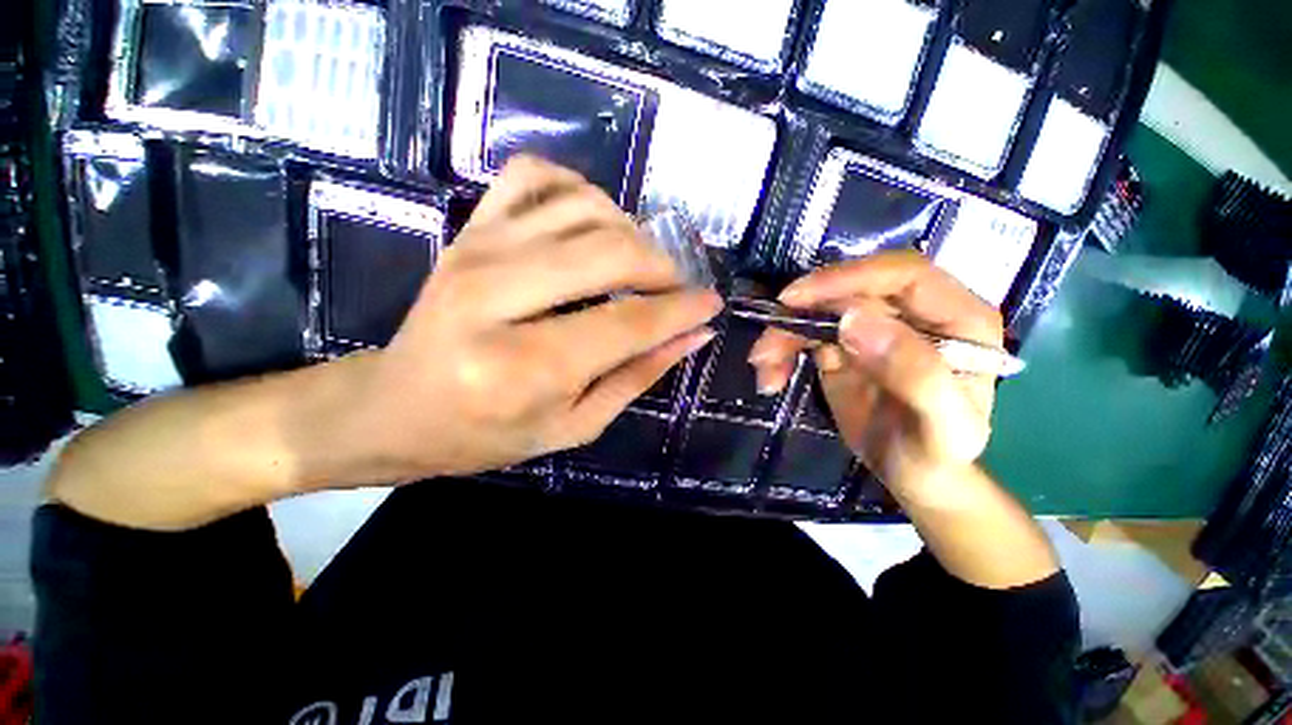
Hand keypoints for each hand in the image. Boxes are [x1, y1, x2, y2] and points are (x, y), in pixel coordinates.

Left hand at [351, 156, 721, 479]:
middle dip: (661, 266)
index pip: (628, 324)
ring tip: (636, 262)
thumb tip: (693, 335)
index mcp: (524, 367)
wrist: (397, 408)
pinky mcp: (467, 230)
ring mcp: (476, 252)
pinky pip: (532, 176)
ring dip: (628, 229)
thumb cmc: (486, 433)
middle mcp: (496, 298)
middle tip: (675, 286)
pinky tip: (590, 220)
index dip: (680, 310)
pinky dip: (576, 187)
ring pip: (581, 206)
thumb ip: (636, 376)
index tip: (711, 303)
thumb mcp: (574, 425)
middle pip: (609, 252)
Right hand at [747, 251, 1002, 495]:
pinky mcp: (844, 343)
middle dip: (800, 313)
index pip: (902, 274)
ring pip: (818, 309)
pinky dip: (781, 350)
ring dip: (782, 334)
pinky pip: (804, 332)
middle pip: (848, 289)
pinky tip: (770, 376)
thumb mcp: (942, 428)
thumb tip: (854, 320)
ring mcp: (875, 326)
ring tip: (762, 368)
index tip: (796, 299)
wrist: (912, 475)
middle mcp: (914, 312)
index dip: (847, 278)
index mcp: (956, 318)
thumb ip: (916, 373)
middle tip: (766, 347)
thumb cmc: (936, 456)